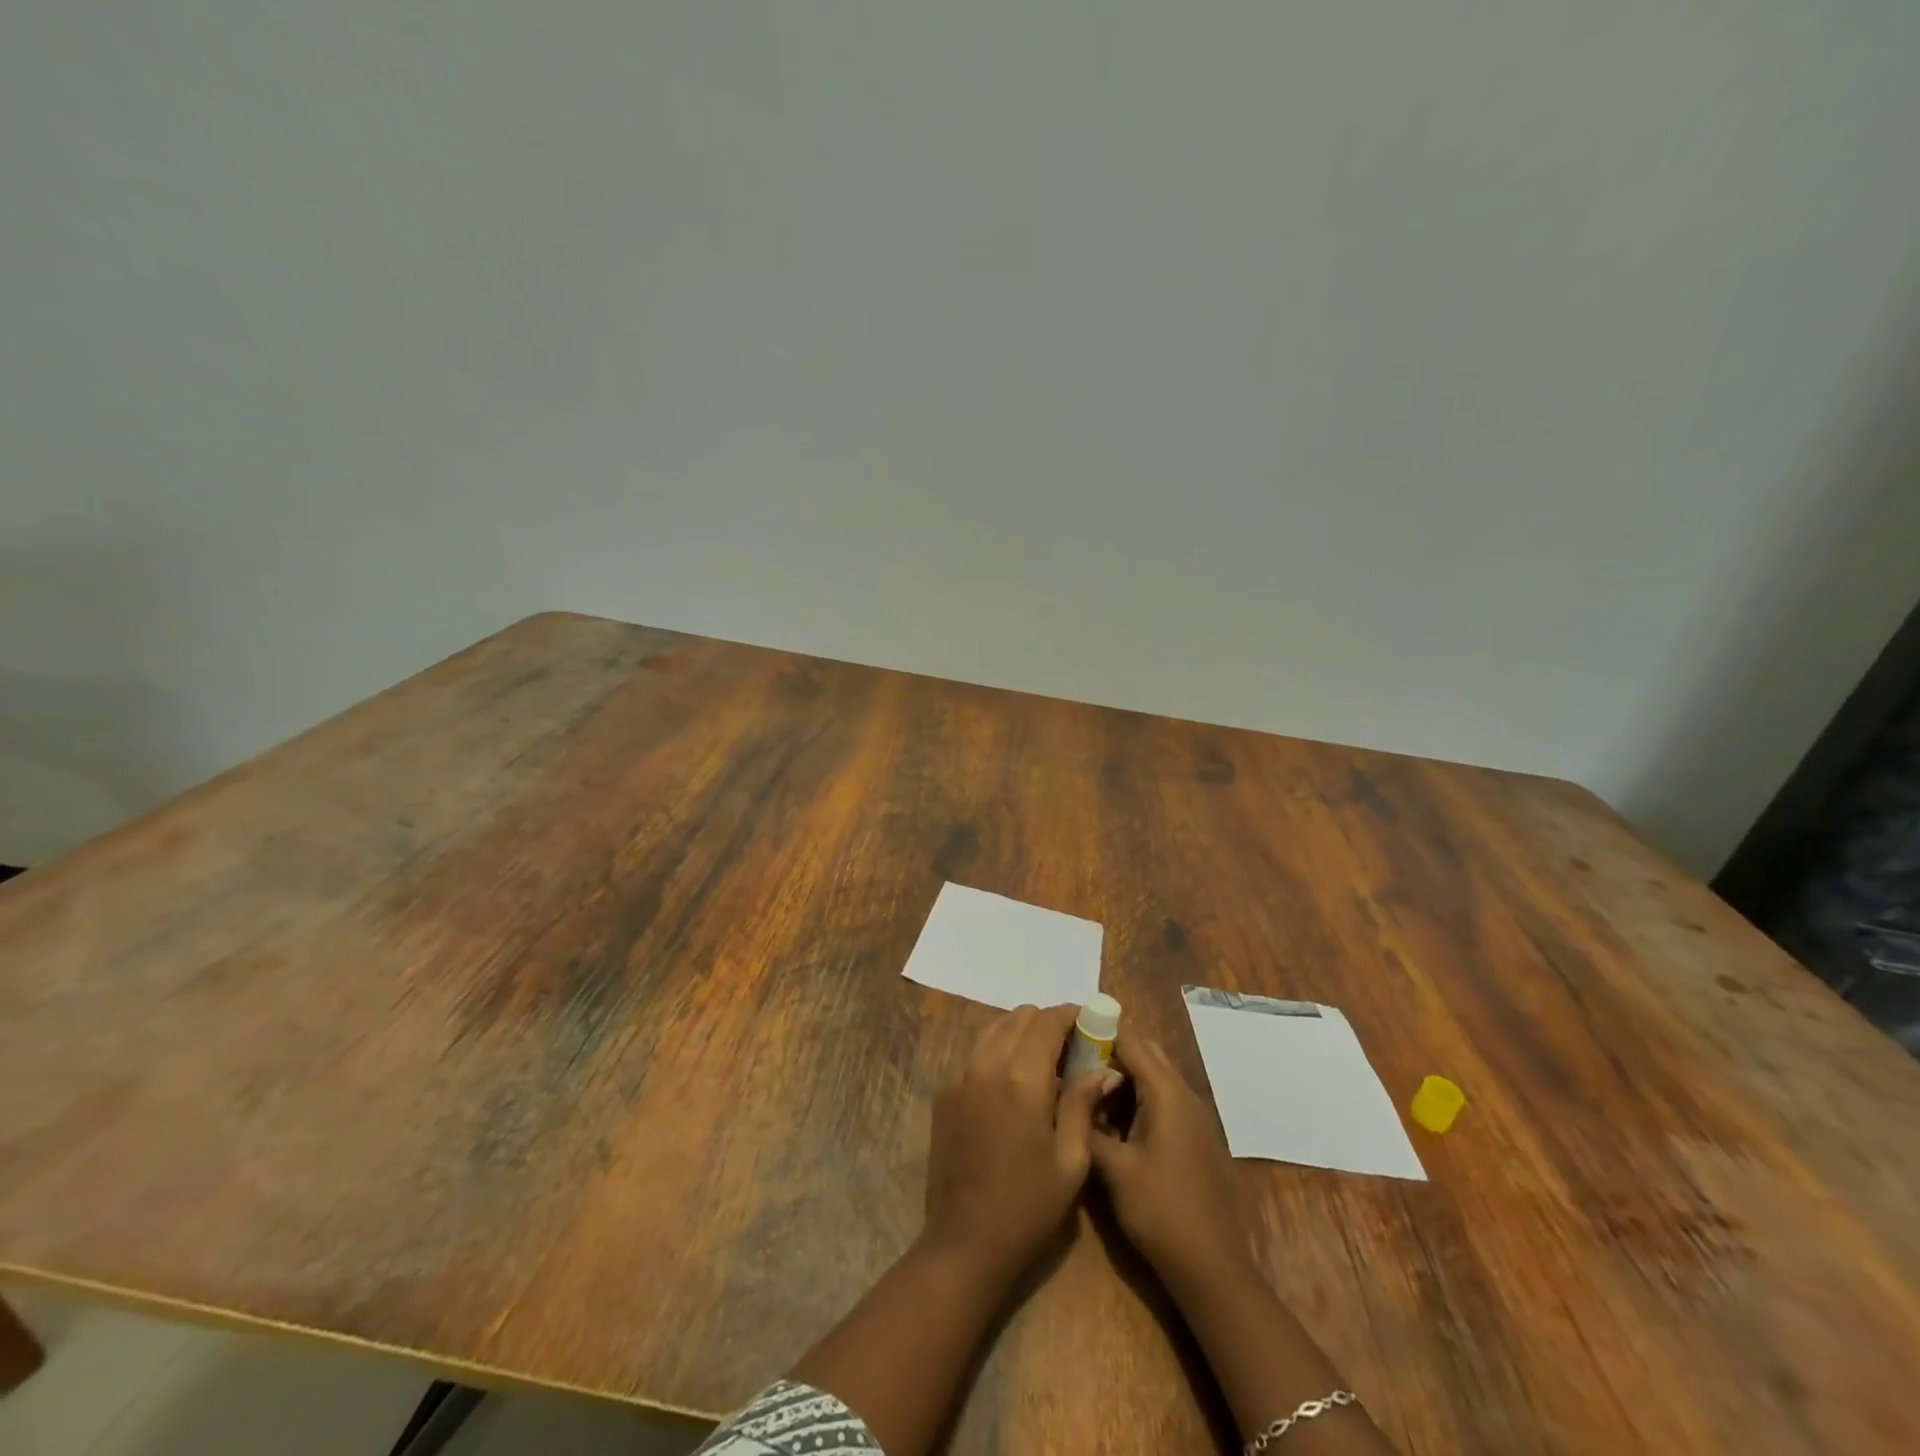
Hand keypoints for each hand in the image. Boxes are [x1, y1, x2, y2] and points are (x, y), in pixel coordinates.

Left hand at [923, 1004, 1118, 1281]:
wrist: (965, 1242)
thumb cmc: (1029, 1206)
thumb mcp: (1071, 1160)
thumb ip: (1083, 1103)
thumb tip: (1104, 1069)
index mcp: (1022, 1077)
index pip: (1048, 1020)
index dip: (1071, 1015)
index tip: (1090, 1024)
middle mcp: (987, 1064)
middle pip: (1019, 1016)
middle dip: (1047, 1023)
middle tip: (1069, 1049)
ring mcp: (960, 1075)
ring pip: (994, 1029)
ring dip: (1021, 1033)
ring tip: (1042, 1063)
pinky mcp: (945, 1092)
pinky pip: (975, 1052)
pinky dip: (997, 1051)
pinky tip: (1011, 1083)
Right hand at [1090, 1033, 1251, 1291]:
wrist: (1213, 1270)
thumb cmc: (1160, 1212)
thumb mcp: (1112, 1169)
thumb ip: (1087, 1124)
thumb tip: (1065, 1096)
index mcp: (1167, 1093)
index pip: (1130, 1040)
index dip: (1097, 1032)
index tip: (1065, 1035)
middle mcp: (1185, 1094)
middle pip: (1145, 1053)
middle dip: (1109, 1052)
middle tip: (1072, 1063)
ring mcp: (1194, 1117)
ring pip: (1154, 1078)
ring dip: (1122, 1078)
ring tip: (1085, 1091)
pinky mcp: (1196, 1138)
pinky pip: (1163, 1101)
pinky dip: (1137, 1100)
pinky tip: (1112, 1124)